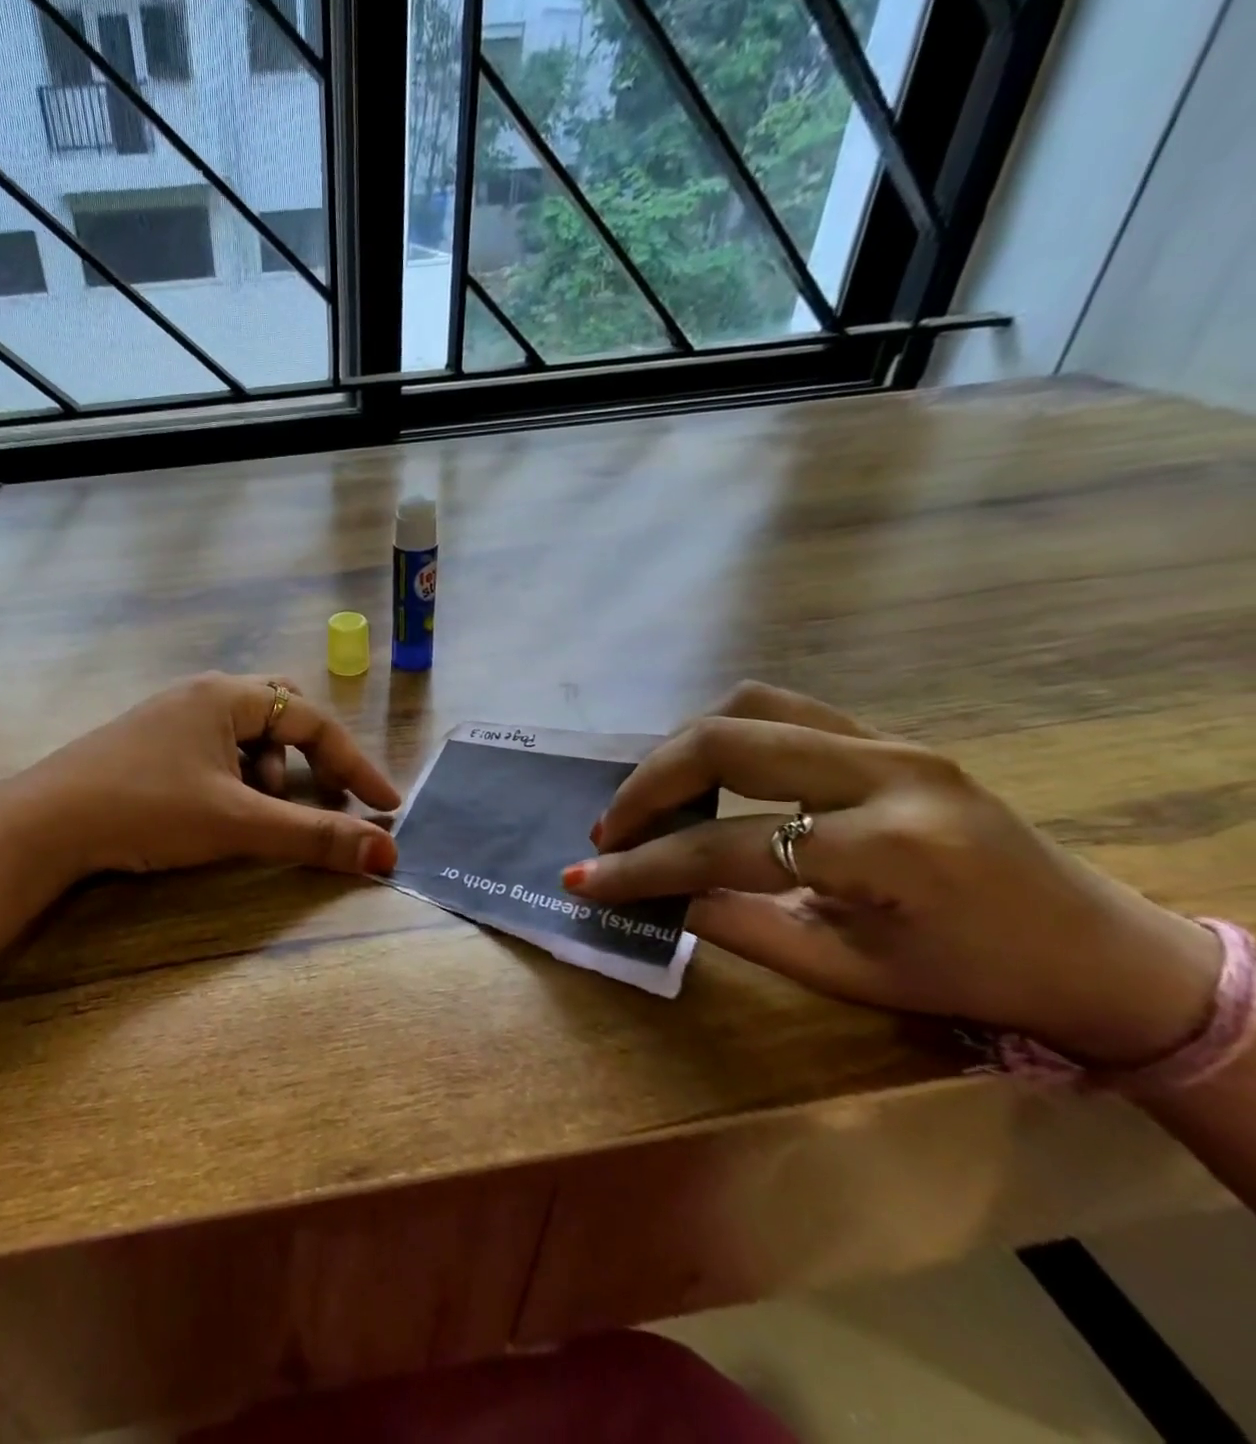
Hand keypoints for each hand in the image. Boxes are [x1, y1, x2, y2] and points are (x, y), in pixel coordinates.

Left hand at [5, 673, 400, 885]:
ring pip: (246, 736)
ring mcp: (172, 717)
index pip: (313, 721)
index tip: (385, 807)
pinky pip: (214, 750)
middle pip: (282, 716)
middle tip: (322, 797)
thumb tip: (387, 853)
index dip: (355, 765)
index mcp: (228, 695)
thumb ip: (313, 836)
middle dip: (310, 759)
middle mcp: (202, 694)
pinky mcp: (150, 743)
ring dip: (268, 773)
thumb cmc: (147, 809)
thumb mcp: (238, 823)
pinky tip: (217, 811)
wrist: (43, 824)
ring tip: (255, 814)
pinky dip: (234, 778)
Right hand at [568, 683, 1222, 1066]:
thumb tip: (652, 898)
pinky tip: (706, 773)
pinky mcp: (886, 736)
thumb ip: (738, 927)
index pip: (725, 846)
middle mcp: (887, 772)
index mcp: (890, 849)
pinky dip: (724, 733)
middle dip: (646, 785)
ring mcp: (889, 741)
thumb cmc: (977, 979)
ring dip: (680, 747)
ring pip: (748, 706)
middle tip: (609, 830)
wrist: (1101, 950)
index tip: (583, 879)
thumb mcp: (847, 973)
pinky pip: (781, 711)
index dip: (643, 866)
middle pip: (723, 743)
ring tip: (651, 797)